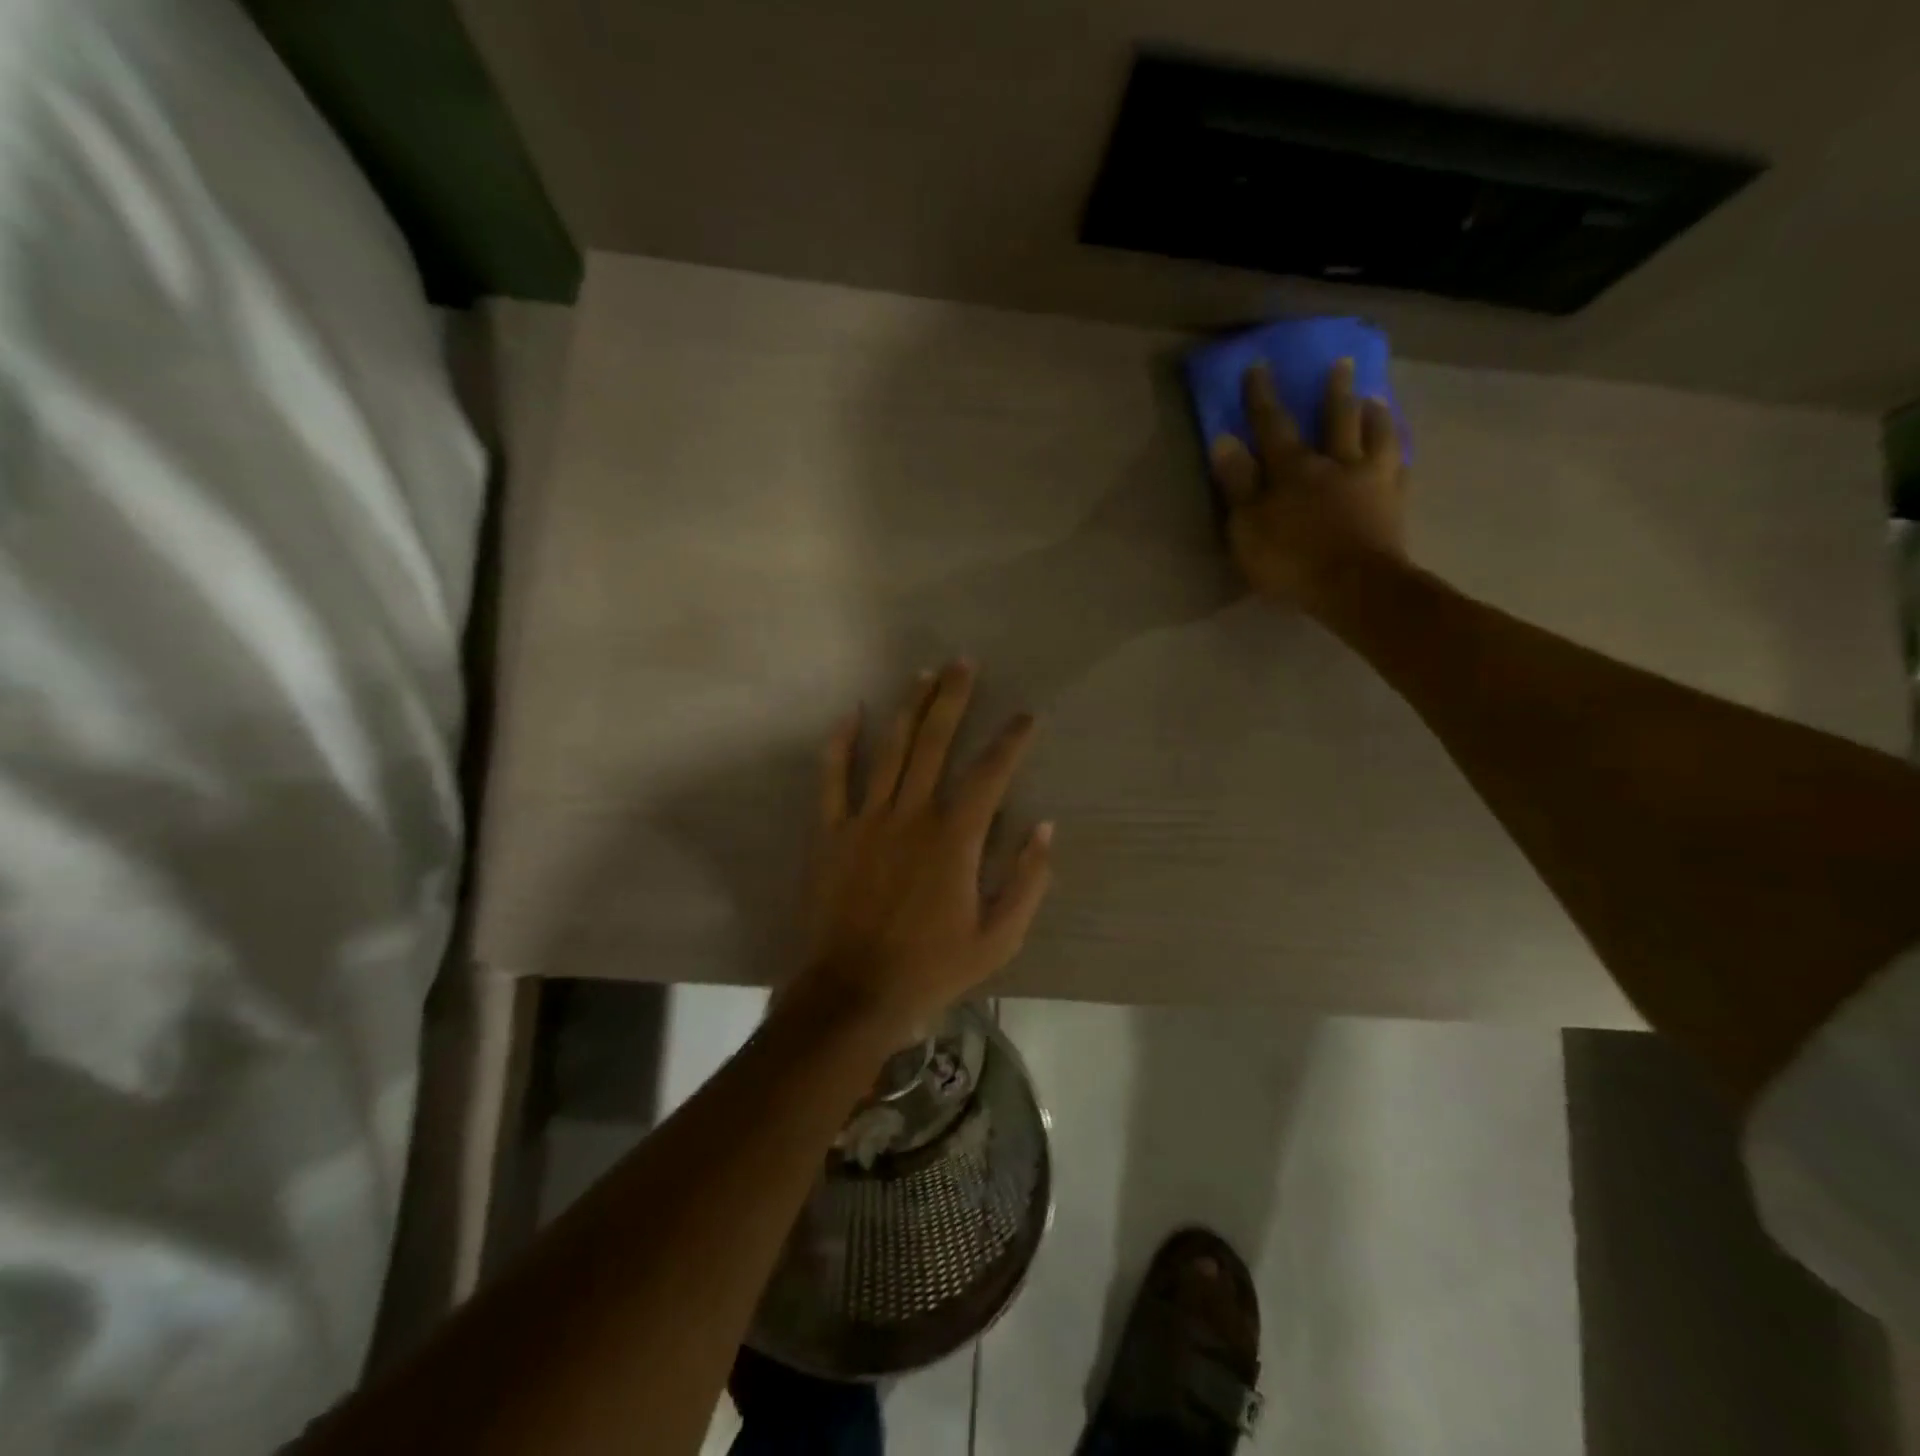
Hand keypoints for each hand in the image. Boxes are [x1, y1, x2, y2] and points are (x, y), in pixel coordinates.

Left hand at [794, 661, 1053, 1042]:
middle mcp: (911, 815)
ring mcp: (866, 820)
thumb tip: (1044, 828)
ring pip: (890, 750)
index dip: (1012, 740)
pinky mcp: (830, 833)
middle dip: (953, 699)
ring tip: (923, 674)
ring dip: (908, 708)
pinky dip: (840, 745)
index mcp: (954, 839)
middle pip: (934, 743)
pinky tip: (850, 714)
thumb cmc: (931, 969)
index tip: (1026, 716)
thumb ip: (1027, 881)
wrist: (852, 994)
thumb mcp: (999, 939)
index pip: (990, 773)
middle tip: (963, 663)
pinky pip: (832, 779)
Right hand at [1208, 358, 1409, 612]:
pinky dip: (1398, 452)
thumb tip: (1224, 440)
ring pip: (1376, 436)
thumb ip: (1237, 483)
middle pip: (1336, 419)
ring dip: (1374, 414)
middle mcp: (1335, 463)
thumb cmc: (1290, 560)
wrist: (1355, 588)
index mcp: (1293, 469)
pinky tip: (1399, 449)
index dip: (1263, 396)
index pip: (1273, 425)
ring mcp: (1371, 480)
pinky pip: (1399, 467)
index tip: (1259, 365)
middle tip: (1341, 363)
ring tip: (1376, 397)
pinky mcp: (1395, 504)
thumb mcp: (1247, 526)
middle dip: (1334, 391)